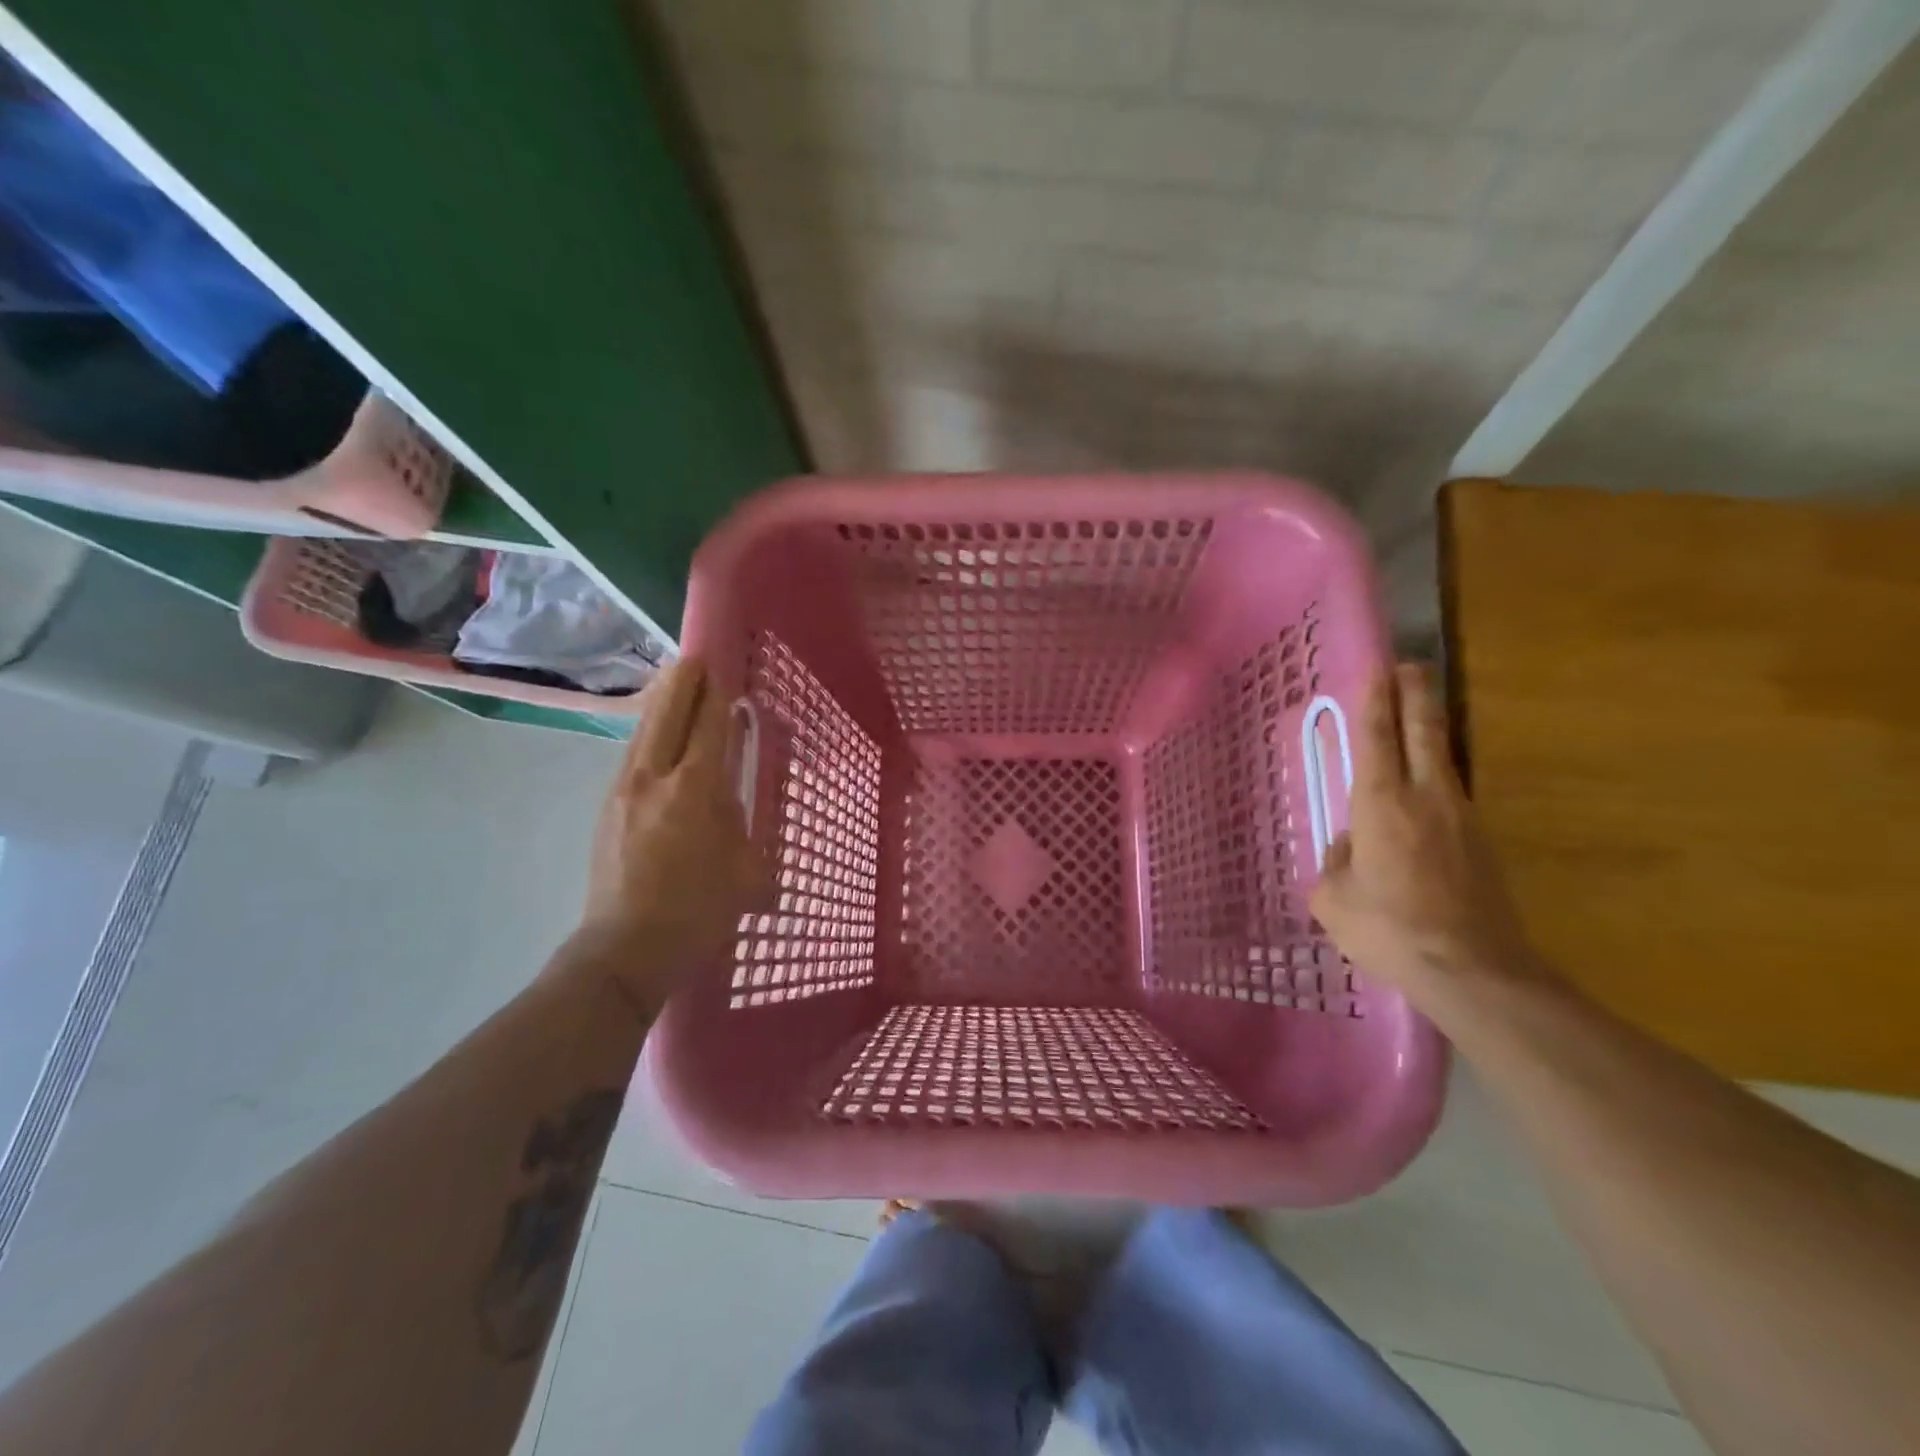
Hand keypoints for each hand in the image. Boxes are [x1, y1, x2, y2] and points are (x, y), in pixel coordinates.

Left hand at [576, 659, 770, 1005]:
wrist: (625, 949)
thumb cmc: (698, 911)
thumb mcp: (745, 869)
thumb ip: (740, 824)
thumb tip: (732, 800)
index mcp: (695, 790)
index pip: (708, 726)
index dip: (717, 694)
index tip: (724, 667)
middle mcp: (654, 778)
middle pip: (667, 714)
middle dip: (683, 683)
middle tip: (695, 660)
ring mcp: (623, 791)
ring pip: (643, 732)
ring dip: (661, 705)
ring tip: (675, 686)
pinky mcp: (607, 808)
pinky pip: (631, 755)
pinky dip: (648, 734)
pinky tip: (655, 737)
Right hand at [1310, 664, 1541, 999]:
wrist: (1473, 970)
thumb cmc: (1388, 928)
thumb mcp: (1333, 898)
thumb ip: (1336, 862)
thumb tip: (1351, 847)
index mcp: (1381, 803)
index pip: (1377, 737)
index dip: (1375, 699)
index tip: (1378, 666)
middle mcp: (1425, 797)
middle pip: (1423, 731)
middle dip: (1415, 695)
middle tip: (1410, 666)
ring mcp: (1461, 818)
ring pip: (1442, 760)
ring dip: (1430, 731)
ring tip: (1417, 717)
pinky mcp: (1481, 843)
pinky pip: (1451, 796)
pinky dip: (1435, 777)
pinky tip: (1424, 793)